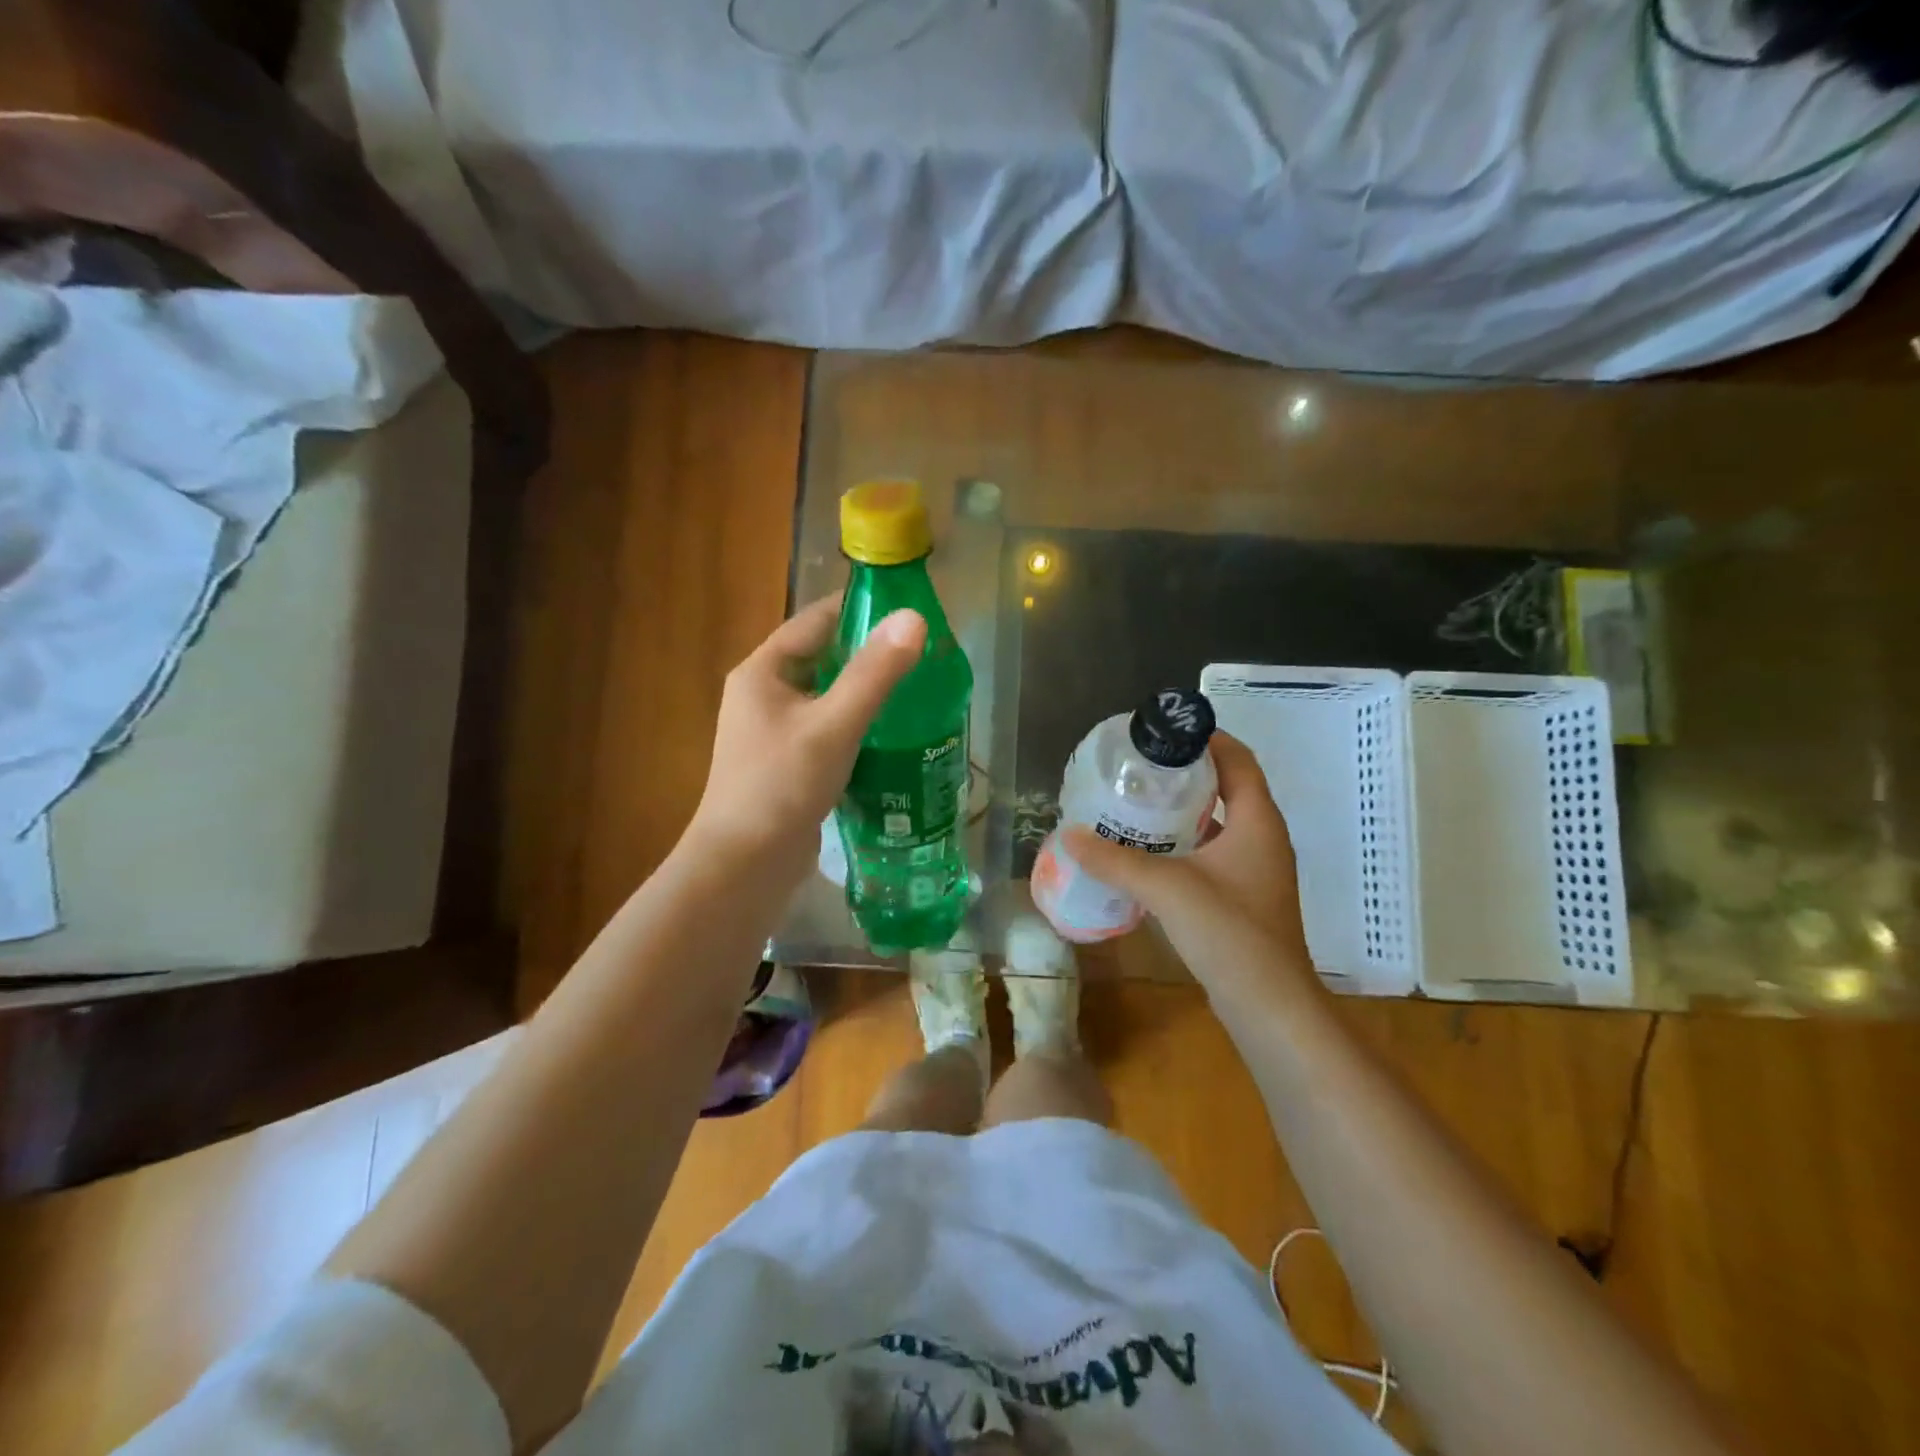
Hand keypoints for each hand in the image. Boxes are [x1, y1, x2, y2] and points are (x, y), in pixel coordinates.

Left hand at [687, 594, 925, 884]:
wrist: (744, 865)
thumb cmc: (782, 785)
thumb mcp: (834, 724)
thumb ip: (874, 673)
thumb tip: (914, 618)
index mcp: (763, 672)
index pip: (815, 622)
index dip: (858, 610)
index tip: (907, 609)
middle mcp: (763, 695)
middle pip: (822, 658)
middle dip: (868, 653)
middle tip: (922, 653)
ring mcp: (773, 732)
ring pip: (827, 697)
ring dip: (865, 691)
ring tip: (917, 689)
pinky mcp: (788, 763)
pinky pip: (827, 729)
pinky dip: (857, 725)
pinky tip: (892, 734)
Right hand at [1063, 732, 1316, 1009]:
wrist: (1269, 1007)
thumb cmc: (1229, 933)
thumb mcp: (1166, 888)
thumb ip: (1115, 860)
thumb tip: (1069, 835)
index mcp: (1257, 821)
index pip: (1237, 759)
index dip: (1205, 739)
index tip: (1161, 733)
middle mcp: (1262, 838)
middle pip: (1225, 788)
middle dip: (1182, 775)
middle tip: (1136, 770)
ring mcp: (1254, 871)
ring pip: (1216, 825)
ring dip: (1179, 813)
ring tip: (1133, 806)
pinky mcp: (1241, 899)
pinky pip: (1210, 856)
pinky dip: (1181, 846)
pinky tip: (1145, 855)